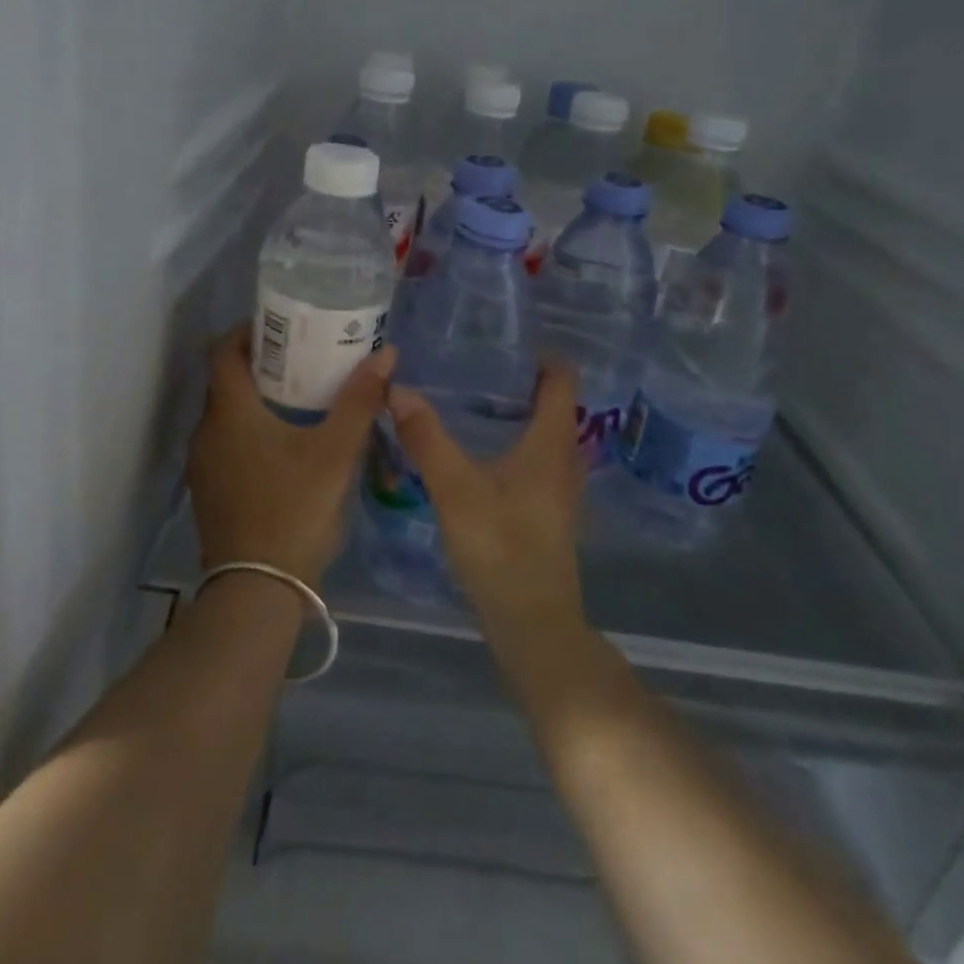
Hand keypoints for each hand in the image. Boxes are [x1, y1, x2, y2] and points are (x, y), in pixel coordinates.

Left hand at [186, 323, 396, 586]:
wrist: (256, 593)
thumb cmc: (294, 510)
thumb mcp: (336, 453)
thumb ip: (360, 401)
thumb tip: (386, 354)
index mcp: (230, 411)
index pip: (224, 350)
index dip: (249, 330)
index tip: (284, 327)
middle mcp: (207, 431)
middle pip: (227, 381)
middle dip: (262, 364)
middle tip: (304, 359)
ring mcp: (204, 465)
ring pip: (228, 415)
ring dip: (257, 400)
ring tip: (302, 399)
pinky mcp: (210, 492)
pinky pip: (227, 444)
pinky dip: (251, 431)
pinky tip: (287, 447)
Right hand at [385, 360, 588, 652]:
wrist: (532, 623)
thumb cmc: (501, 547)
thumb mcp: (456, 488)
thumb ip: (426, 438)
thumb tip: (398, 389)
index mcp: (552, 442)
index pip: (562, 378)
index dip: (539, 353)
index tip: (501, 340)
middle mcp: (564, 458)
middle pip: (554, 403)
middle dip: (520, 379)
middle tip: (475, 364)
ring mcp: (560, 488)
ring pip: (545, 433)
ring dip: (517, 412)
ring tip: (472, 398)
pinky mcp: (548, 510)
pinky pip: (536, 458)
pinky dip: (514, 441)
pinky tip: (478, 449)